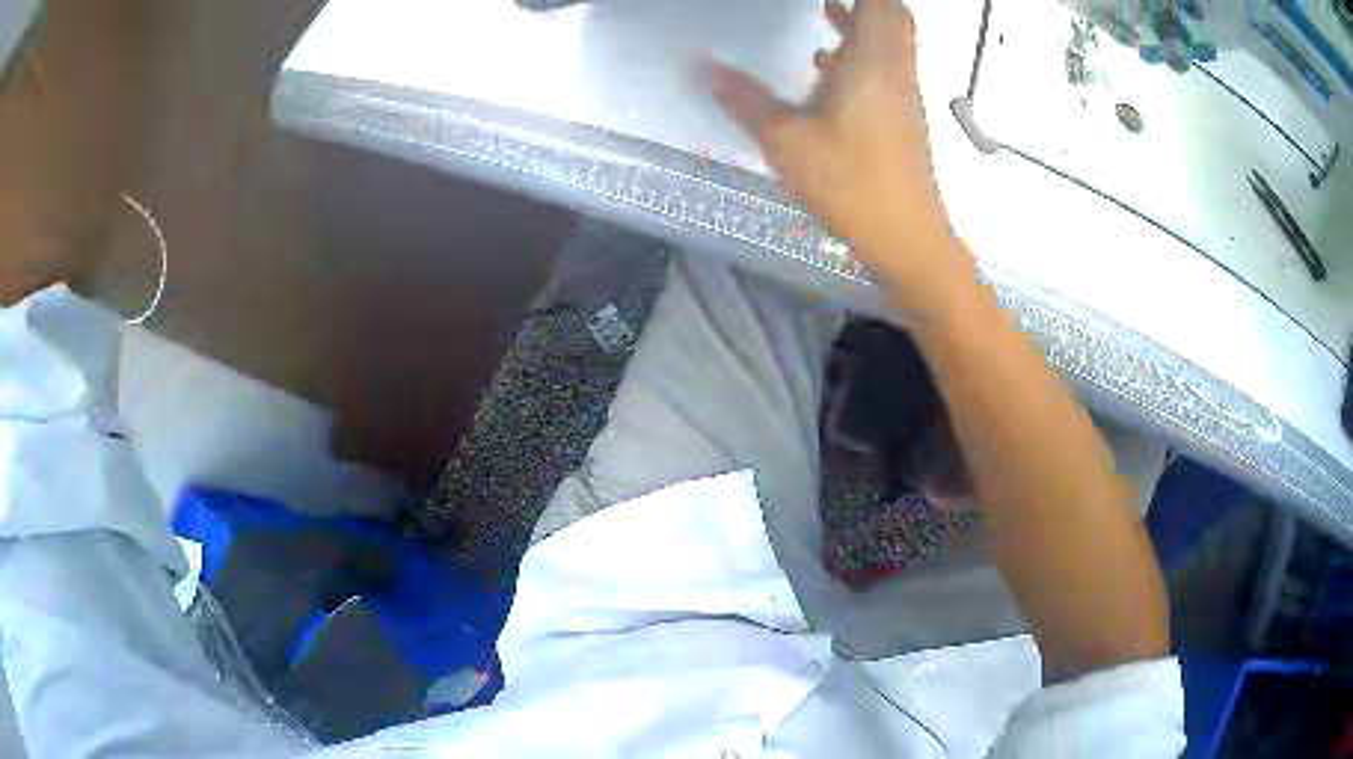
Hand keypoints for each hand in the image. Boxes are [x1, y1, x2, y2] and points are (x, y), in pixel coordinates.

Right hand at [707, 0, 971, 305]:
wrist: (909, 240)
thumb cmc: (852, 184)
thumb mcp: (787, 142)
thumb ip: (746, 101)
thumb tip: (704, 68)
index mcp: (873, 63)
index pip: (880, 4)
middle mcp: (896, 71)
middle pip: (892, 17)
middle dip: (863, 3)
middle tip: (827, 2)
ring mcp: (904, 97)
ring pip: (890, 45)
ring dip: (862, 27)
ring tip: (825, 17)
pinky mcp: (904, 122)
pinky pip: (886, 71)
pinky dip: (861, 59)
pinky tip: (826, 74)